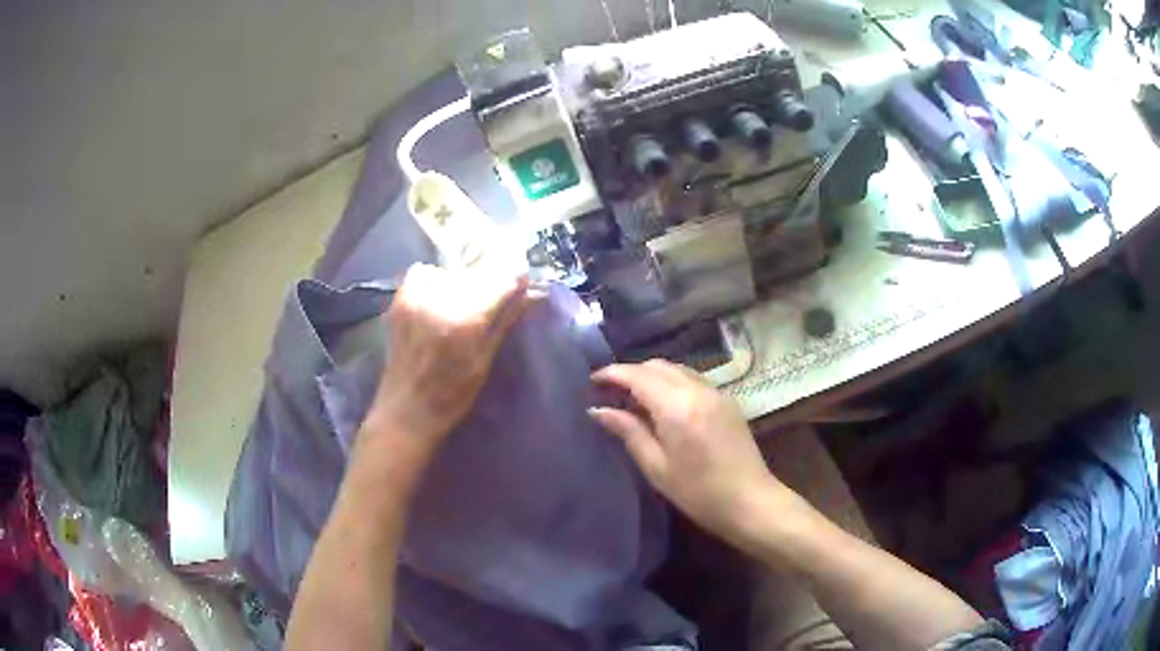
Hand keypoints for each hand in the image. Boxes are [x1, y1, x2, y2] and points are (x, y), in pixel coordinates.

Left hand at [364, 263, 530, 459]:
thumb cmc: (452, 395)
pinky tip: (440, 301)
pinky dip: (438, 280)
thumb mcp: (486, 360)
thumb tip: (531, 292)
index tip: (523, 288)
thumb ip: (505, 319)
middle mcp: (440, 299)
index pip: (502, 278)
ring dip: (465, 282)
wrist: (406, 409)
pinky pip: (427, 273)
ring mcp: (417, 295)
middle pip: (478, 272)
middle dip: (491, 283)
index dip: (516, 280)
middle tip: (494, 303)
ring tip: (465, 305)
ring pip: (454, 272)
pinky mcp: (401, 298)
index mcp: (466, 319)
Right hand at [590, 360, 787, 544]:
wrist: (751, 501)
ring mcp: (716, 392)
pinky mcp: (727, 400)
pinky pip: (692, 379)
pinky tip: (663, 406)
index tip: (592, 382)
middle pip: (657, 365)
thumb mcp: (657, 467)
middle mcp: (698, 390)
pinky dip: (672, 382)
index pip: (638, 376)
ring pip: (676, 369)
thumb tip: (598, 410)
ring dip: (652, 376)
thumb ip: (629, 432)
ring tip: (634, 399)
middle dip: (631, 373)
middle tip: (610, 393)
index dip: (612, 374)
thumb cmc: (699, 493)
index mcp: (677, 407)